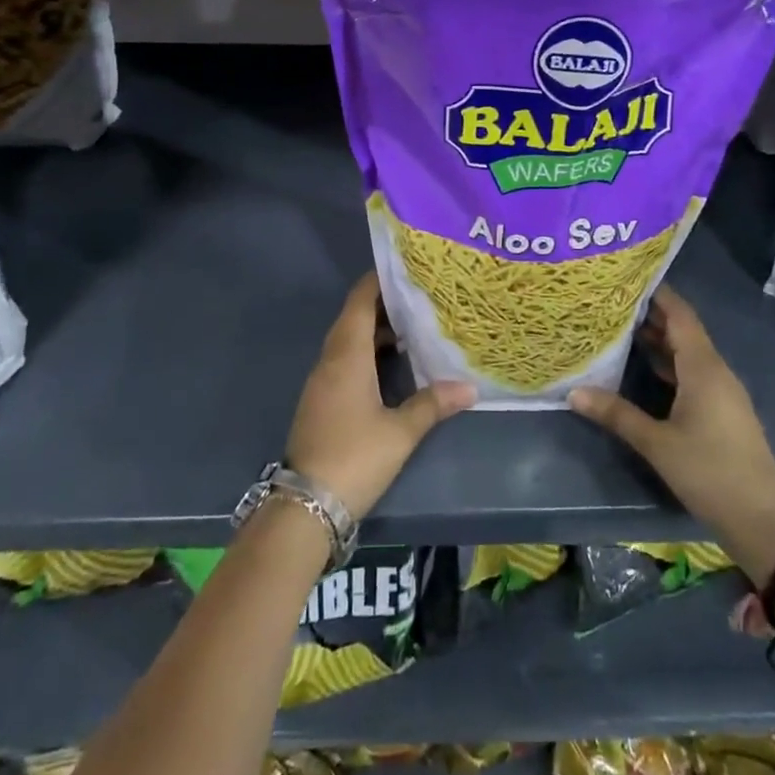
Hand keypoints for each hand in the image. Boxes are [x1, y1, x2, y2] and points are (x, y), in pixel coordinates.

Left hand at [285, 273, 474, 518]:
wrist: (305, 506)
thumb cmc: (355, 458)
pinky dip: (366, 351)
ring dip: (375, 329)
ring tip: (412, 327)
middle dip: (383, 304)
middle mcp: (330, 360)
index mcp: (347, 355)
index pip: (359, 301)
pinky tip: (391, 364)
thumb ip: (433, 404)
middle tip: (419, 296)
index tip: (406, 269)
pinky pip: (344, 359)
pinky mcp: (321, 399)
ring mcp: (322, 381)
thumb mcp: (400, 432)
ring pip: (348, 339)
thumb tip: (469, 387)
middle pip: (353, 317)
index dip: (378, 281)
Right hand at [570, 286, 774, 569]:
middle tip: (614, 300)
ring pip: (689, 352)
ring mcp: (723, 391)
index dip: (657, 293)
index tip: (628, 276)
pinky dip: (670, 363)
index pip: (680, 315)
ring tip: (622, 327)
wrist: (763, 520)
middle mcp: (716, 371)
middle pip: (683, 330)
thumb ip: (616, 414)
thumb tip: (573, 392)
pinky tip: (646, 367)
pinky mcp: (723, 410)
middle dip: (652, 313)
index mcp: (703, 367)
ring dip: (660, 339)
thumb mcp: (657, 443)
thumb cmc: (710, 472)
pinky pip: (694, 372)